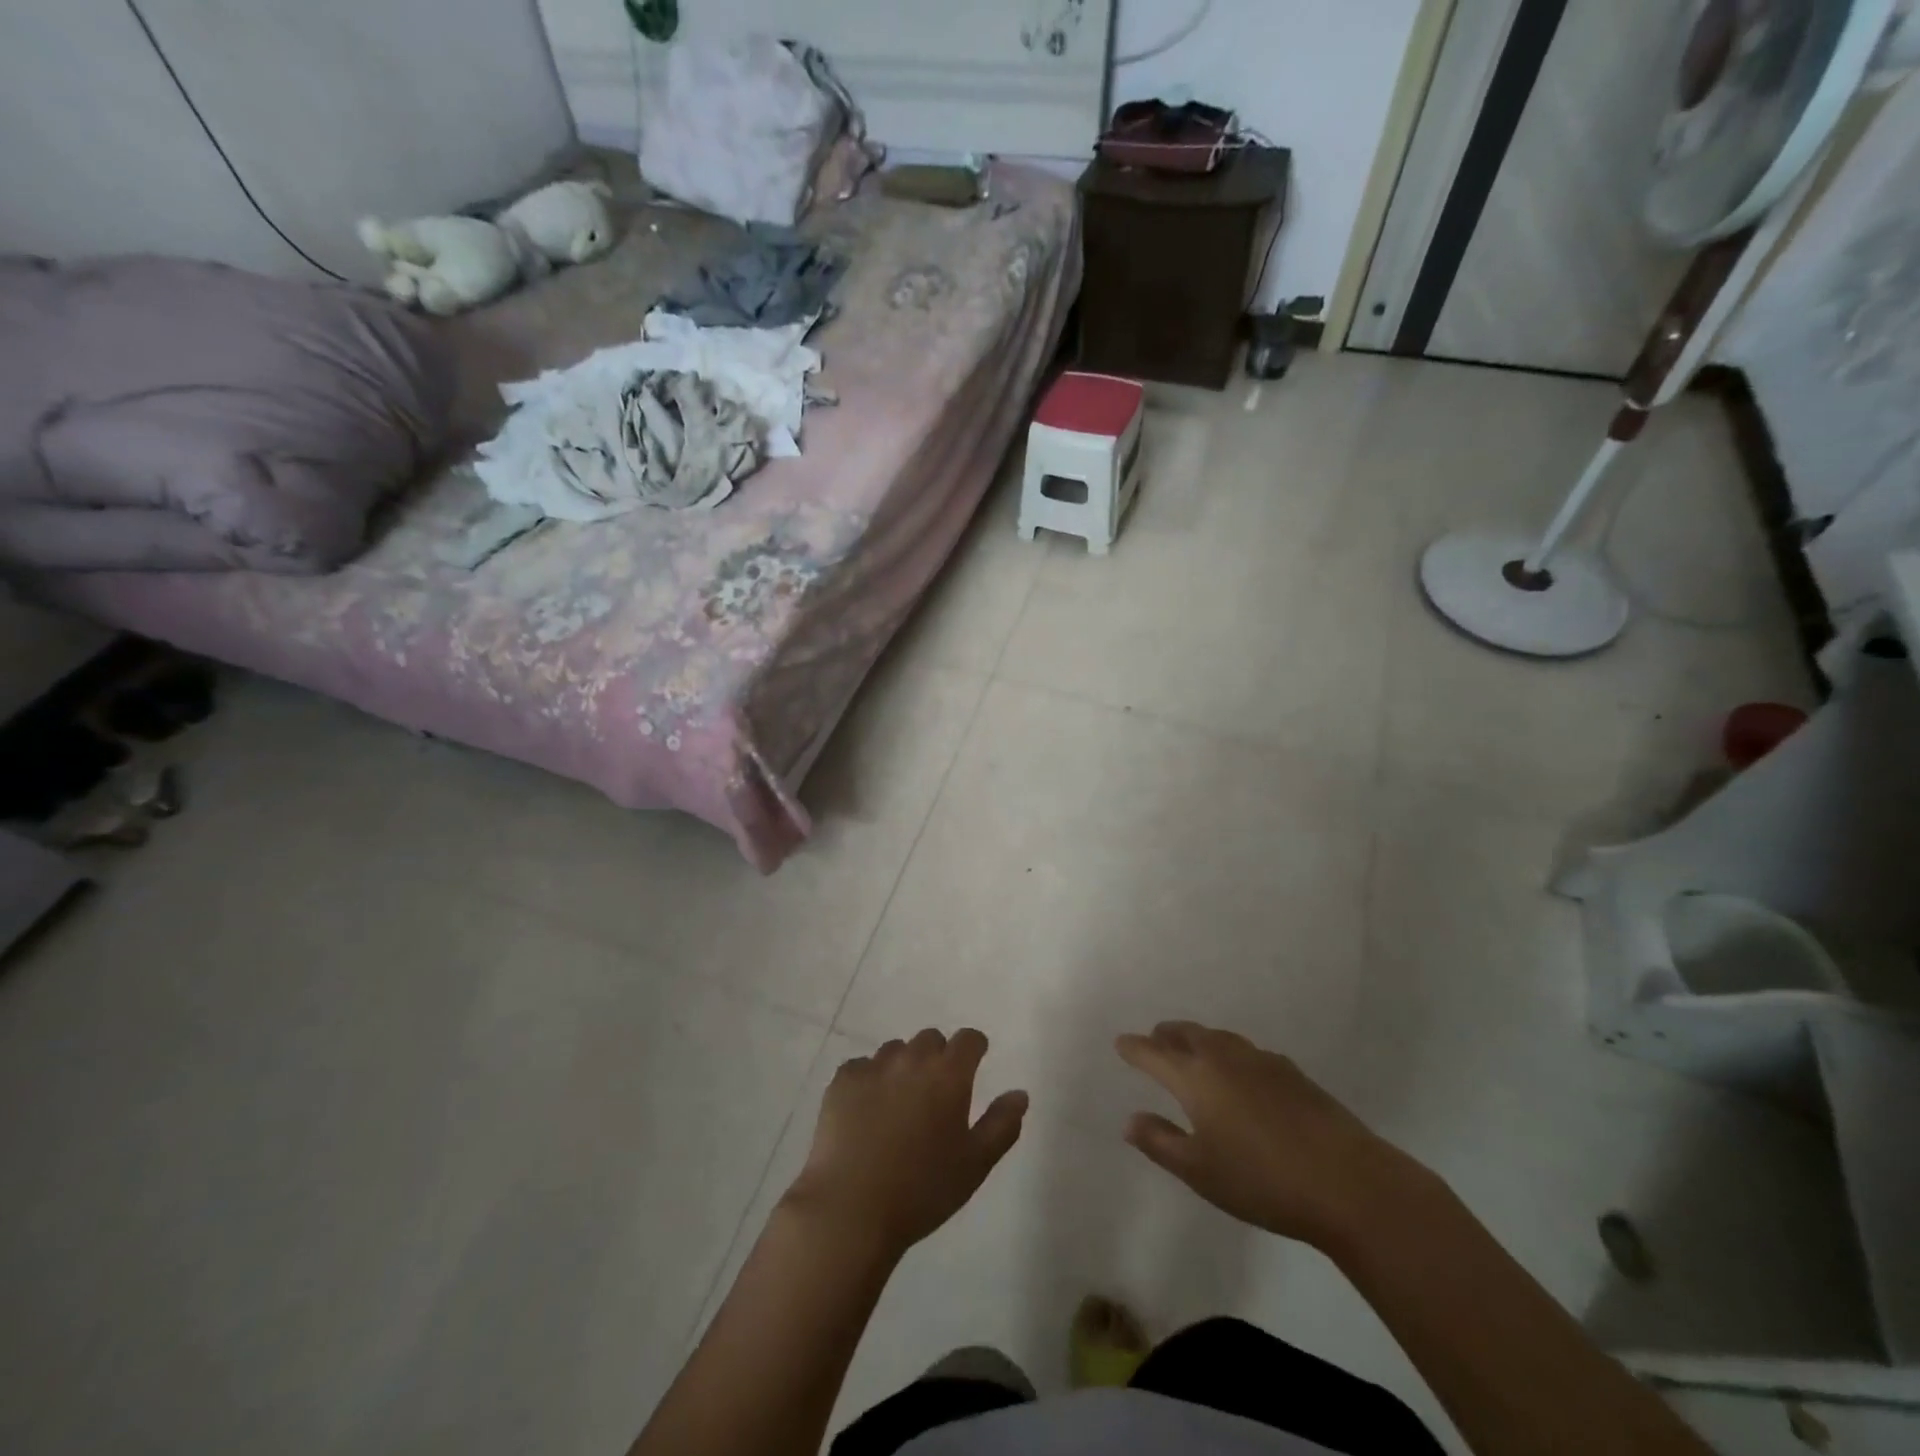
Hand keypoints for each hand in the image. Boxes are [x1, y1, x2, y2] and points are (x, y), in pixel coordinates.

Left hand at [786, 1029, 1027, 1257]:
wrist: (851, 1208)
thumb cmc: (922, 1190)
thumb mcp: (975, 1165)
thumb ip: (1002, 1124)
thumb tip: (1020, 1093)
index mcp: (949, 1074)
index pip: (969, 1039)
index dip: (974, 1048)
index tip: (974, 1064)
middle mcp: (912, 1059)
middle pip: (931, 1039)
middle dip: (937, 1057)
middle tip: (935, 1094)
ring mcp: (874, 1066)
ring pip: (895, 1051)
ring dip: (903, 1067)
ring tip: (898, 1105)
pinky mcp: (842, 1080)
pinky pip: (862, 1067)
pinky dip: (868, 1081)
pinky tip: (866, 1112)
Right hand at [1116, 1022, 1435, 1253]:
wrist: (1348, 1183)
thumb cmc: (1262, 1181)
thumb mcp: (1200, 1172)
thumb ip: (1161, 1142)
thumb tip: (1130, 1120)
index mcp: (1195, 1077)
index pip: (1154, 1053)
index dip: (1134, 1048)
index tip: (1121, 1043)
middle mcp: (1224, 1058)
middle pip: (1187, 1034)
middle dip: (1166, 1035)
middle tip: (1155, 1040)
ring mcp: (1261, 1061)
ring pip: (1219, 1037)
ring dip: (1199, 1039)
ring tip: (1194, 1050)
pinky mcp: (1293, 1073)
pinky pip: (1247, 1051)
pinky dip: (1230, 1053)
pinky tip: (1242, 1074)